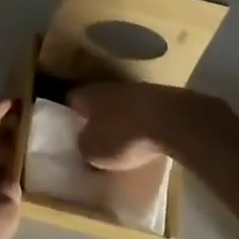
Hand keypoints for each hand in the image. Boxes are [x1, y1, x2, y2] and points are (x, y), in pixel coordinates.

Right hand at [68, 81, 206, 170]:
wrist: (170, 121)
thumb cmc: (123, 135)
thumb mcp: (93, 151)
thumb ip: (83, 146)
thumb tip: (82, 144)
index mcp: (88, 95)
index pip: (71, 101)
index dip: (68, 116)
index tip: (69, 132)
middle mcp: (108, 87)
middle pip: (97, 103)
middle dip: (95, 119)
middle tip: (94, 139)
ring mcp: (136, 91)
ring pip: (120, 107)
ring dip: (119, 121)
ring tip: (120, 142)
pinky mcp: (159, 100)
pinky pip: (141, 114)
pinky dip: (140, 126)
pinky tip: (143, 140)